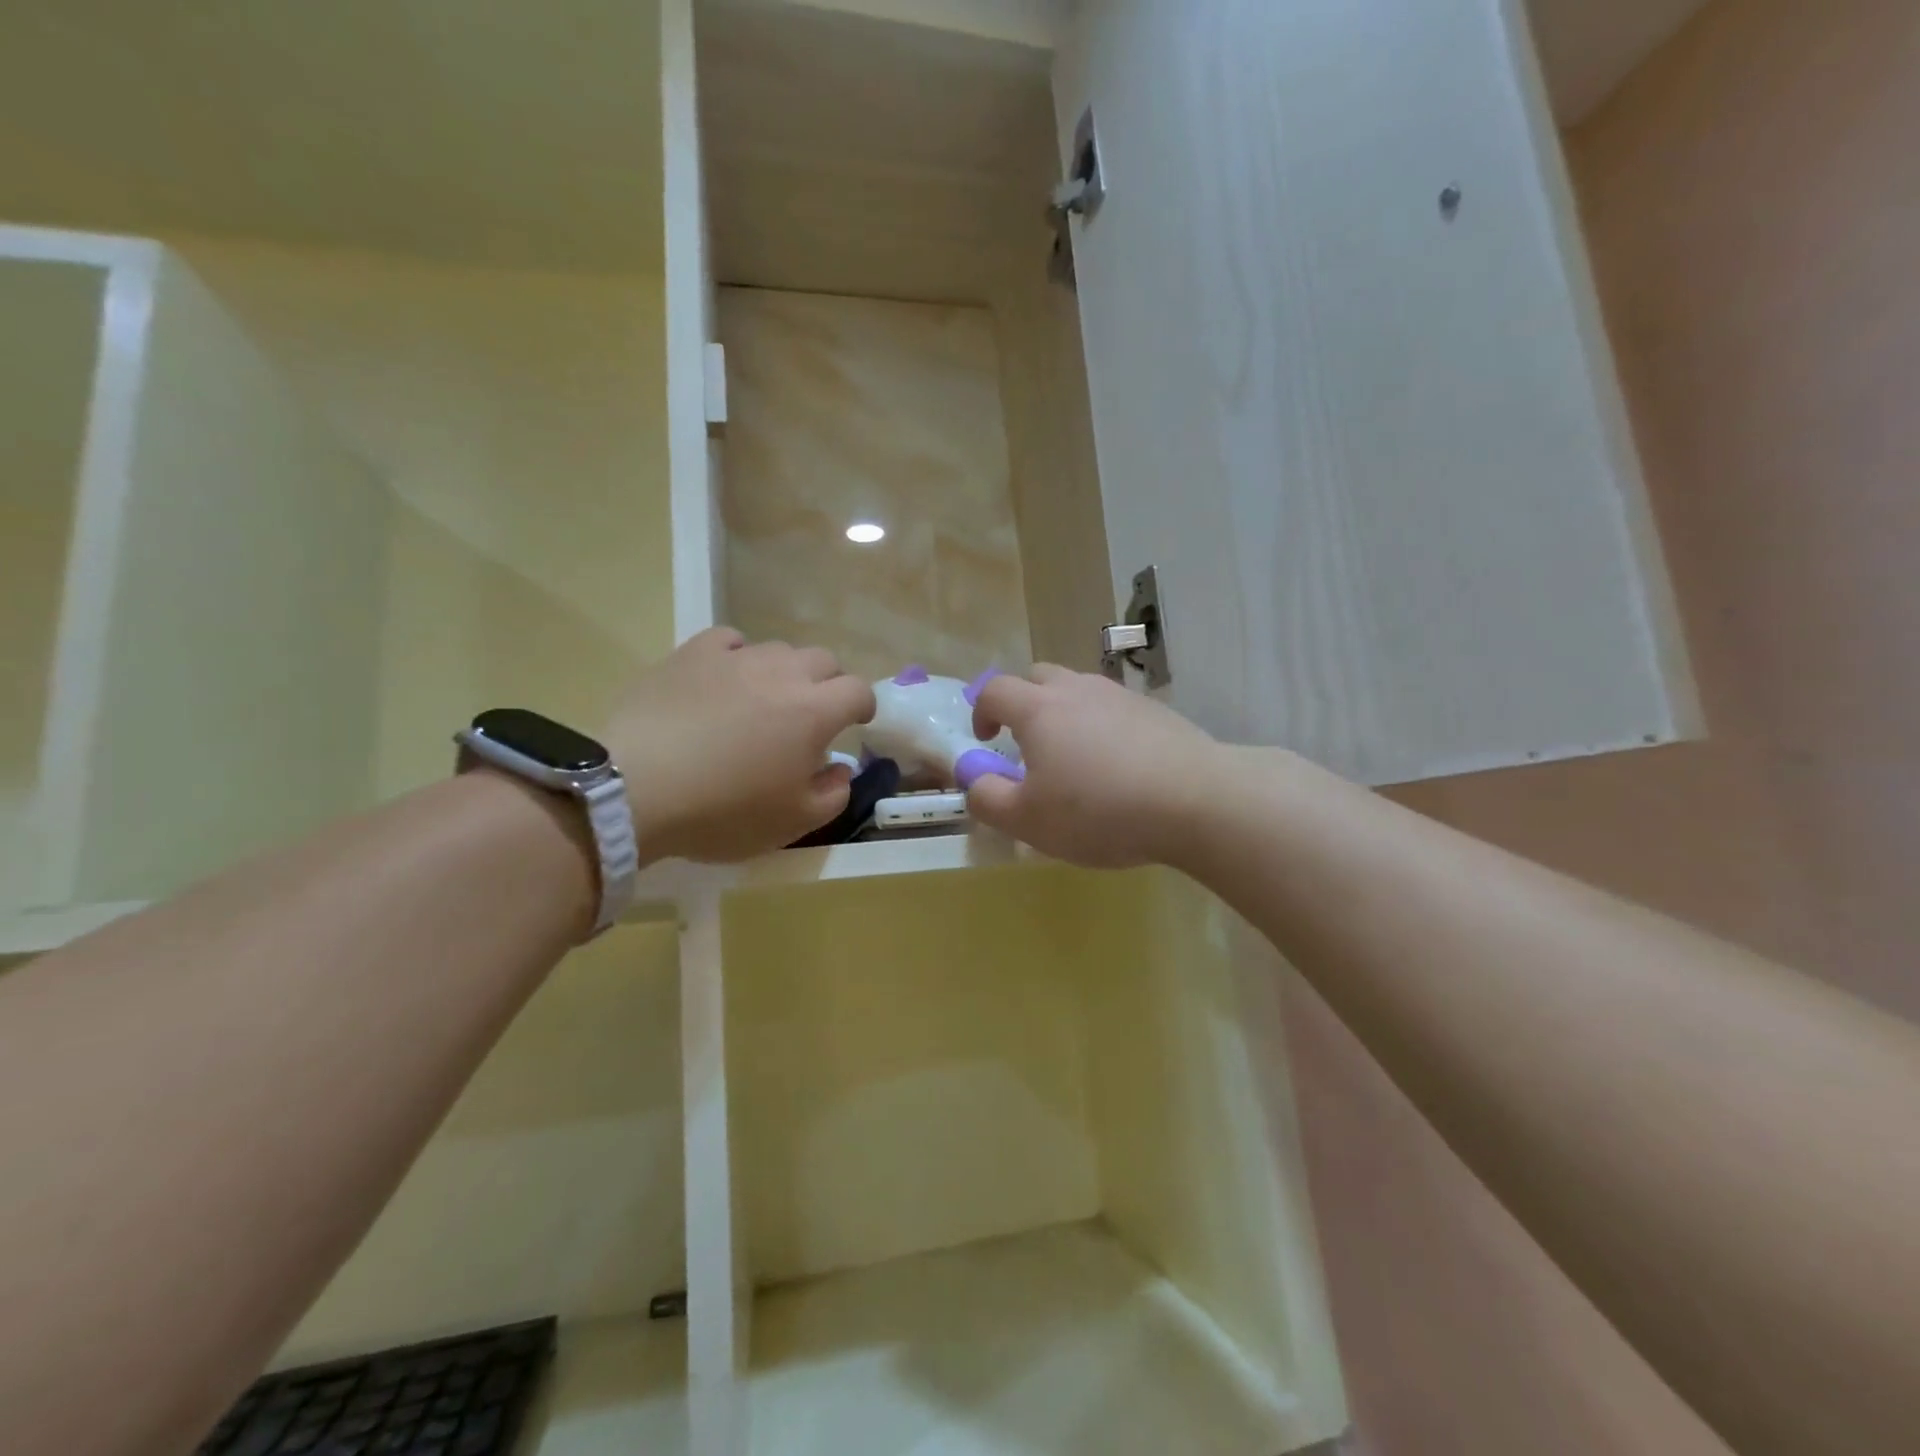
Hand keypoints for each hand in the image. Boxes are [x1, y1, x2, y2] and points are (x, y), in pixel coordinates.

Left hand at [606, 628, 875, 863]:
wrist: (637, 789)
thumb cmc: (724, 812)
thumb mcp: (793, 823)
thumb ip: (834, 794)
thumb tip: (842, 769)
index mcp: (815, 712)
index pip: (858, 690)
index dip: (863, 706)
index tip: (855, 723)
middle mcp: (783, 673)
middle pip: (823, 660)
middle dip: (828, 684)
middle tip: (811, 714)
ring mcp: (736, 658)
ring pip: (778, 650)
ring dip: (784, 672)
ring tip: (764, 699)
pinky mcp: (692, 654)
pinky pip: (730, 641)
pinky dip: (738, 657)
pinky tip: (725, 678)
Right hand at [966, 666, 1224, 868]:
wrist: (1195, 801)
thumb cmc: (1099, 811)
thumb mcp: (1028, 820)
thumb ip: (987, 799)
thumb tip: (973, 780)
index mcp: (1039, 710)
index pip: (995, 691)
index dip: (981, 712)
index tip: (986, 741)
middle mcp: (1077, 690)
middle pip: (1038, 677)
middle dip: (1023, 703)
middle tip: (1029, 745)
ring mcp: (1121, 697)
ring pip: (1080, 691)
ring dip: (1065, 714)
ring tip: (1075, 759)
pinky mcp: (1156, 712)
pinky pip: (1114, 710)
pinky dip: (1103, 728)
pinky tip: (1119, 768)